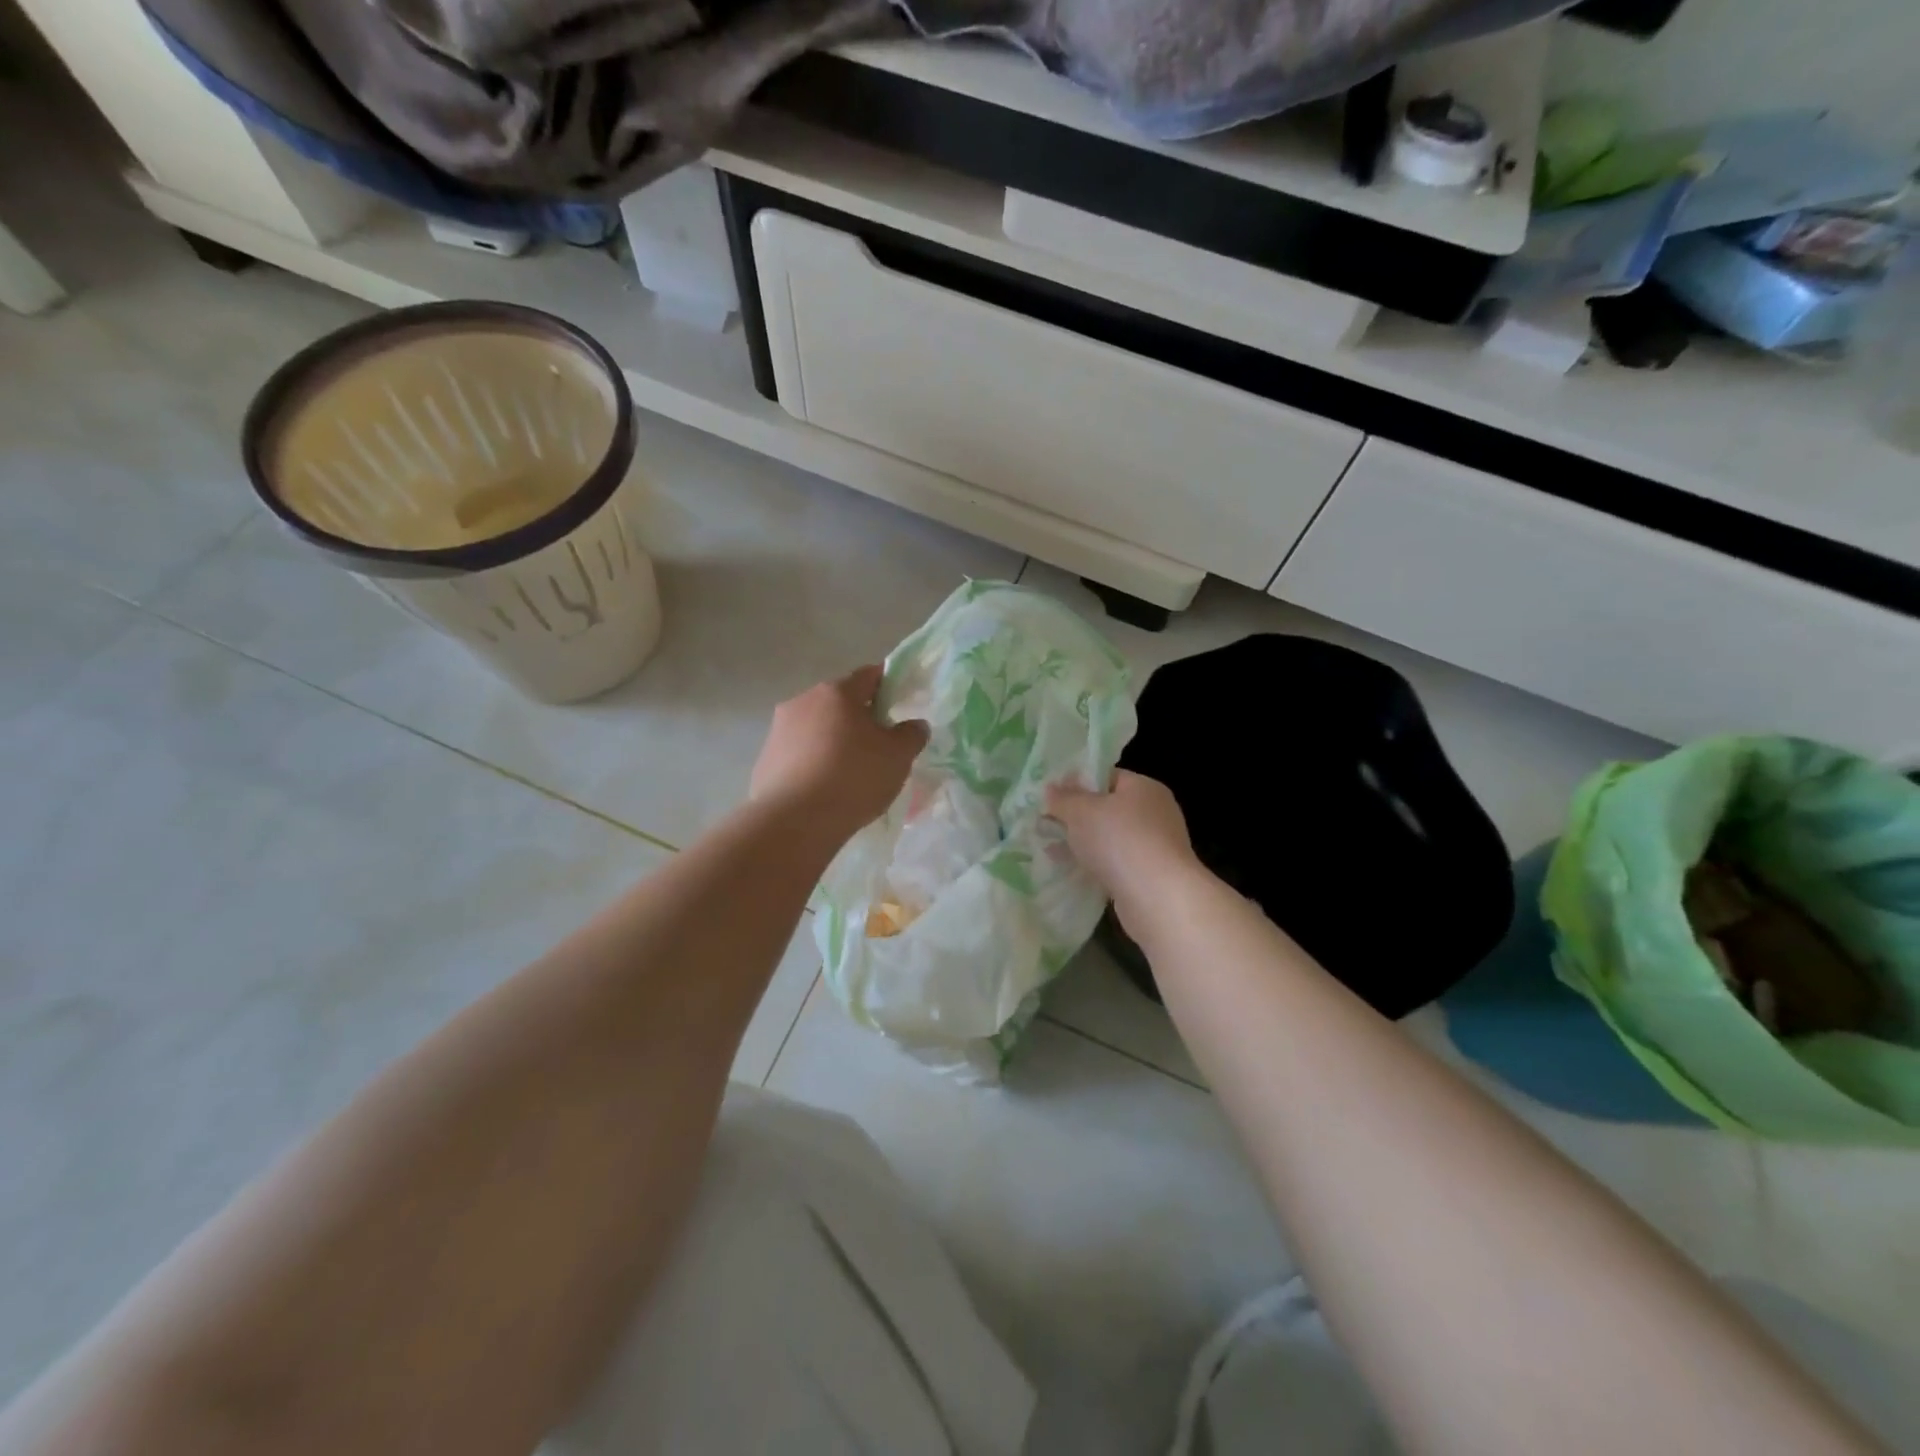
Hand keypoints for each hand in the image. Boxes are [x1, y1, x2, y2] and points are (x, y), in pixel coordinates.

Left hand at [750, 666, 928, 843]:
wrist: (795, 821)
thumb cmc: (853, 778)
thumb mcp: (898, 757)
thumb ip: (911, 735)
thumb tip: (914, 725)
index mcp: (837, 692)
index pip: (869, 675)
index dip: (887, 686)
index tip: (899, 705)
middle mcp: (803, 701)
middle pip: (839, 703)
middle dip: (859, 718)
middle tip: (878, 746)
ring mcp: (778, 730)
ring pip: (816, 728)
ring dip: (833, 742)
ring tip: (849, 773)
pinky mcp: (764, 760)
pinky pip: (798, 755)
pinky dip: (813, 764)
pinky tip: (824, 790)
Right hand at [1048, 771, 1202, 931]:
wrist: (1157, 897)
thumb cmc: (1119, 840)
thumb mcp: (1081, 811)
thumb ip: (1063, 798)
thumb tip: (1051, 789)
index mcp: (1144, 788)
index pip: (1107, 777)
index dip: (1077, 783)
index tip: (1050, 796)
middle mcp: (1155, 813)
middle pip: (1108, 808)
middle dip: (1076, 817)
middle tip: (1044, 824)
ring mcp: (1155, 846)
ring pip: (1110, 839)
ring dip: (1082, 843)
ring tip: (1050, 849)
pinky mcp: (1150, 876)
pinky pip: (1115, 863)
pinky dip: (1094, 865)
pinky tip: (1070, 871)